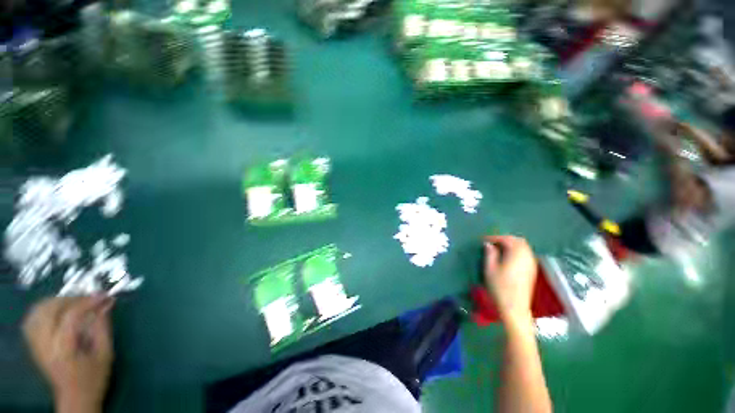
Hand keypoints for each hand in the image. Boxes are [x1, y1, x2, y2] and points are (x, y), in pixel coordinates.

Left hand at [23, 296, 114, 412]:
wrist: (76, 399)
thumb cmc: (94, 378)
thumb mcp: (105, 354)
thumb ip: (102, 327)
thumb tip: (105, 303)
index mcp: (63, 349)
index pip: (71, 316)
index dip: (87, 302)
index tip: (104, 296)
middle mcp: (45, 344)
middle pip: (49, 310)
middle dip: (70, 299)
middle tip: (89, 299)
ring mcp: (36, 345)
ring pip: (37, 312)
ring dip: (55, 302)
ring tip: (73, 303)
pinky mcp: (34, 345)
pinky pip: (32, 320)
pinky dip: (43, 310)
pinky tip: (56, 311)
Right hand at [484, 236, 536, 325]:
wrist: (514, 307)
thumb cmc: (500, 287)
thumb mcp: (490, 269)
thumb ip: (490, 254)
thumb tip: (488, 244)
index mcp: (516, 254)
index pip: (507, 239)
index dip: (494, 237)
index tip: (483, 240)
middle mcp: (527, 256)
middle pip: (518, 241)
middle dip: (505, 239)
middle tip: (492, 242)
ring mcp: (531, 263)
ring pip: (523, 247)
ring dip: (511, 244)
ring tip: (498, 248)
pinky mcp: (532, 270)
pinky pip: (525, 253)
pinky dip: (516, 251)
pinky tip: (507, 256)